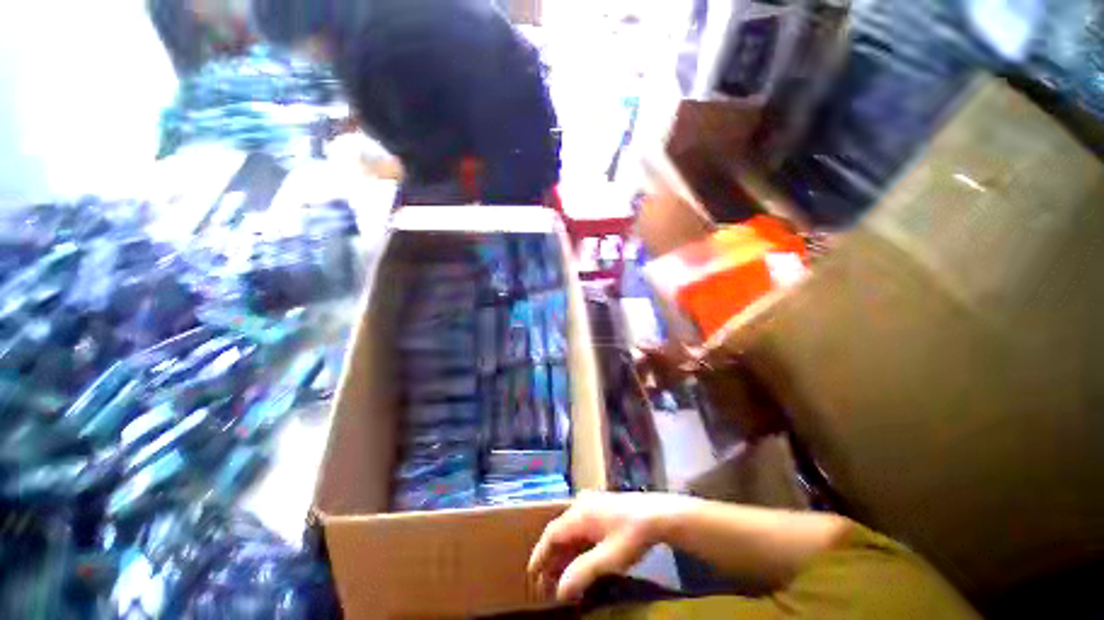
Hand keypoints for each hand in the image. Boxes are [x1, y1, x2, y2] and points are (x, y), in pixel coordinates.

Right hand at [527, 492, 691, 601]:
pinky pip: (581, 527)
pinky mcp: (601, 507)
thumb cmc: (631, 535)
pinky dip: (575, 545)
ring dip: (563, 552)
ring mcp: (592, 504)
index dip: (540, 554)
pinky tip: (578, 559)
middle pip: (559, 532)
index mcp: (579, 514)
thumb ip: (582, 572)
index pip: (552, 534)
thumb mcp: (608, 558)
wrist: (657, 514)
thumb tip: (559, 590)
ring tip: (560, 576)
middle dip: (551, 557)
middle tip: (546, 583)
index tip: (531, 574)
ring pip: (570, 530)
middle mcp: (581, 505)